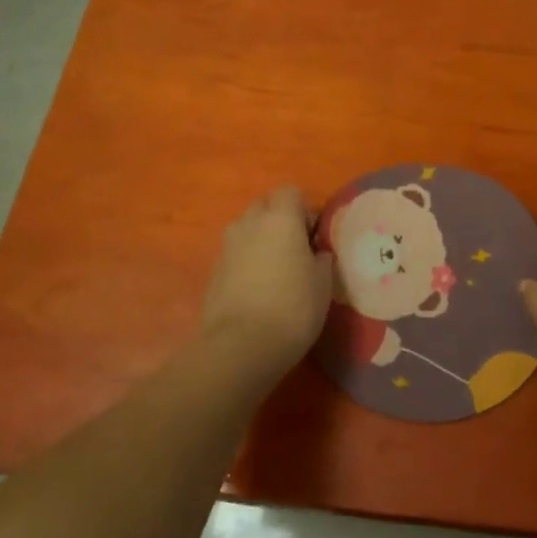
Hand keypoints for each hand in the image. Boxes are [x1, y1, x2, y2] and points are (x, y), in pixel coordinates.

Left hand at [200, 186, 334, 383]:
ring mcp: (227, 247)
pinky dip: (245, 262)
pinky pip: (234, 254)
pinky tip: (257, 290)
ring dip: (260, 240)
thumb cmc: (293, 308)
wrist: (240, 345)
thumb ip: (321, 259)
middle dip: (278, 219)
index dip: (303, 209)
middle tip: (295, 250)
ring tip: (275, 270)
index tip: (312, 236)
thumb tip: (315, 253)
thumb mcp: (323, 283)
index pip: (289, 191)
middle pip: (264, 206)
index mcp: (280, 219)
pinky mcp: (213, 271)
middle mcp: (249, 223)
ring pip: (246, 229)